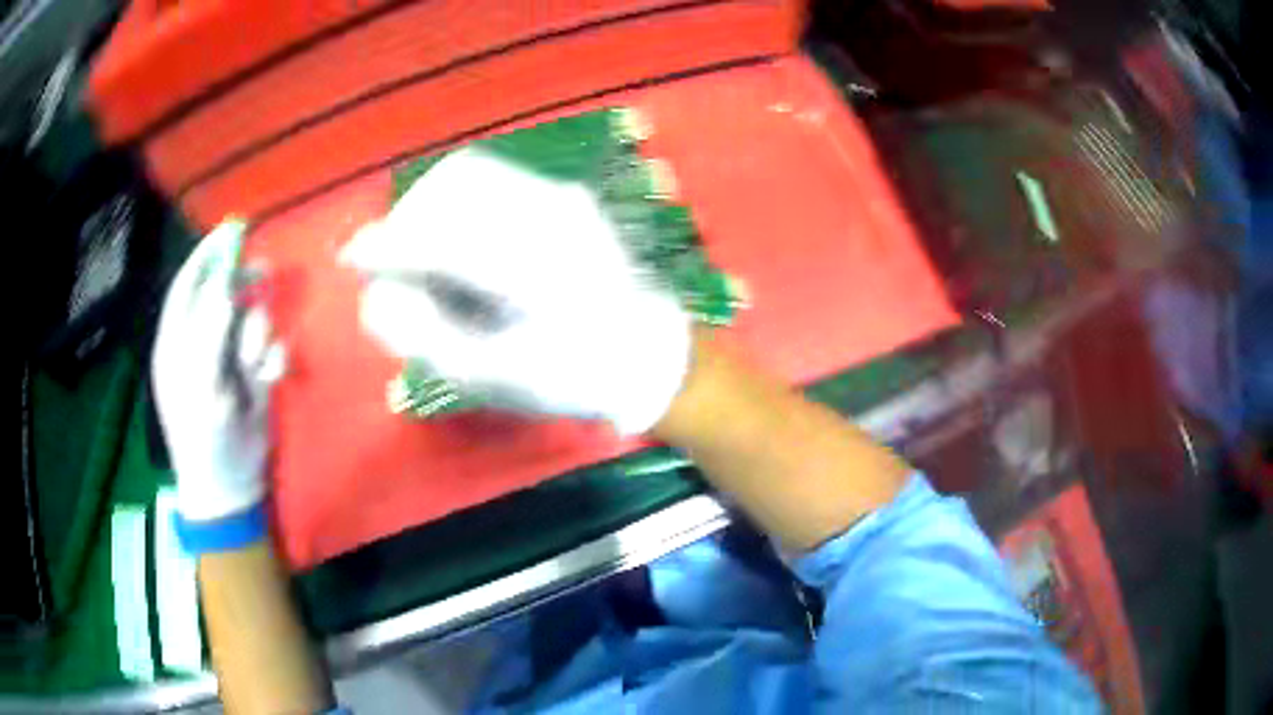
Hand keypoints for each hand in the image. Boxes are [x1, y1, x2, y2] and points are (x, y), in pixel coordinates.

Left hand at [152, 220, 283, 524]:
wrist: (231, 487)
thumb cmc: (205, 438)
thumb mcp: (202, 384)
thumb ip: (209, 329)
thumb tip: (224, 281)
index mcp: (176, 341)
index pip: (187, 285)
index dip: (206, 255)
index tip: (231, 229)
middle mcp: (200, 342)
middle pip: (223, 296)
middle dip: (243, 292)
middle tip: (266, 275)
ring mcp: (226, 359)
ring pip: (250, 320)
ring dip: (258, 336)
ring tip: (256, 369)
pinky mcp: (250, 375)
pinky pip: (268, 348)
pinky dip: (272, 358)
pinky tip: (270, 380)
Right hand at [344, 148, 690, 433]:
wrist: (645, 352)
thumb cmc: (569, 375)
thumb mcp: (492, 376)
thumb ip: (425, 334)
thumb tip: (375, 294)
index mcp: (533, 273)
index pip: (438, 239)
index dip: (386, 246)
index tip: (351, 258)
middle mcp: (549, 218)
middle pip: (452, 187)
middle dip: (410, 219)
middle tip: (398, 262)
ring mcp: (562, 197)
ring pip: (471, 173)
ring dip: (432, 203)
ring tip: (426, 248)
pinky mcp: (565, 193)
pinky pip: (495, 177)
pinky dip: (460, 198)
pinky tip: (460, 234)